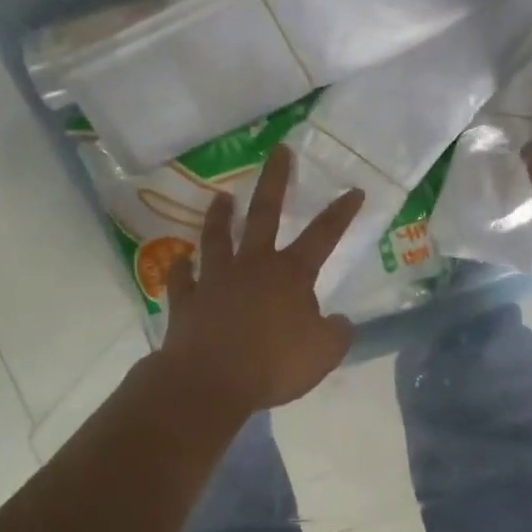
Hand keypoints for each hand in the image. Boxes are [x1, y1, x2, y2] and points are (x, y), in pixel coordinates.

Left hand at [157, 145, 365, 417]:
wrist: (210, 381)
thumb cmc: (273, 365)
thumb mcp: (324, 354)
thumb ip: (337, 334)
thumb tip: (340, 321)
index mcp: (290, 274)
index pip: (323, 235)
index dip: (341, 212)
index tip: (353, 190)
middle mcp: (253, 265)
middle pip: (265, 213)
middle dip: (275, 180)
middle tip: (279, 150)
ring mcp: (215, 279)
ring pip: (217, 237)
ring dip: (219, 216)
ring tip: (221, 196)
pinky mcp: (186, 299)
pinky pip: (181, 278)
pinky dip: (180, 268)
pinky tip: (179, 261)